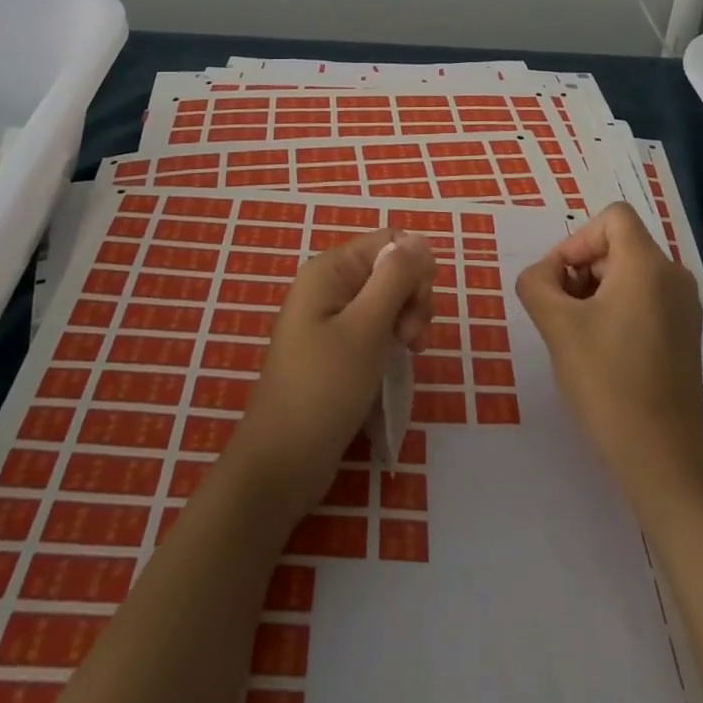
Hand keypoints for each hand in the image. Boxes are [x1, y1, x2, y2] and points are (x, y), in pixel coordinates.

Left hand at [228, 229, 435, 510]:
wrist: (282, 463)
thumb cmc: (324, 390)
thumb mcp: (367, 328)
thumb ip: (396, 278)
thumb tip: (421, 239)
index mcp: (330, 269)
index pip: (390, 242)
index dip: (414, 270)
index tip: (419, 310)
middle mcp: (329, 284)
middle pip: (390, 269)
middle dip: (412, 298)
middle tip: (412, 341)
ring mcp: (330, 316)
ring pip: (387, 298)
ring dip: (406, 321)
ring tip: (407, 354)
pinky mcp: (335, 346)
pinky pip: (374, 324)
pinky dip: (391, 338)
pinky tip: (396, 360)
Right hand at [516, 202, 702, 502]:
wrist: (662, 458)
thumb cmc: (607, 381)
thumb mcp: (556, 325)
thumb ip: (537, 282)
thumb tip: (545, 275)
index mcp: (648, 265)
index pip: (612, 217)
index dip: (577, 239)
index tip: (560, 281)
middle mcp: (673, 276)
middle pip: (618, 244)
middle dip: (581, 268)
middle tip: (559, 311)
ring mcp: (684, 307)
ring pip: (628, 272)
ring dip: (594, 290)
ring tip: (576, 333)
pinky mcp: (684, 334)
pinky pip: (644, 298)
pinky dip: (616, 308)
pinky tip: (600, 349)